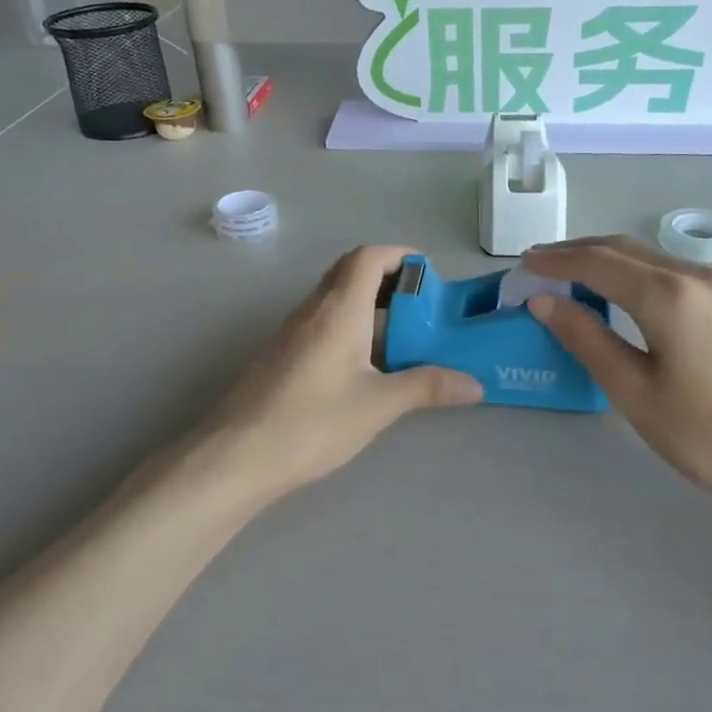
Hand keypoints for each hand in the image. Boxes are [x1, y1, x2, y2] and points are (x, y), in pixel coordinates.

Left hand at [201, 246, 480, 498]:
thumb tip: (475, 384)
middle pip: (351, 271)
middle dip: (389, 279)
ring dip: (369, 304)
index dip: (401, 256)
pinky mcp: (281, 354)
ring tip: (402, 336)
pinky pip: (322, 321)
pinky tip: (365, 365)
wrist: (236, 455)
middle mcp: (313, 308)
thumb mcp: (378, 405)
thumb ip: (427, 388)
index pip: (369, 257)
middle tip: (422, 307)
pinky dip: (350, 325)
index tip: (430, 276)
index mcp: (339, 308)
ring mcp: (291, 330)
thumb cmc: (312, 422)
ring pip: (335, 298)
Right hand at [521, 236, 711, 524]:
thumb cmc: (706, 435)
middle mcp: (697, 277)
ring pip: (651, 257)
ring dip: (608, 259)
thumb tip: (544, 301)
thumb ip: (586, 339)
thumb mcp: (634, 392)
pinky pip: (674, 272)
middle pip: (625, 249)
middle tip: (539, 263)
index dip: (556, 260)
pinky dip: (638, 272)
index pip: (598, 262)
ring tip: (572, 274)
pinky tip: (624, 291)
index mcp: (669, 296)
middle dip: (577, 251)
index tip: (523, 264)